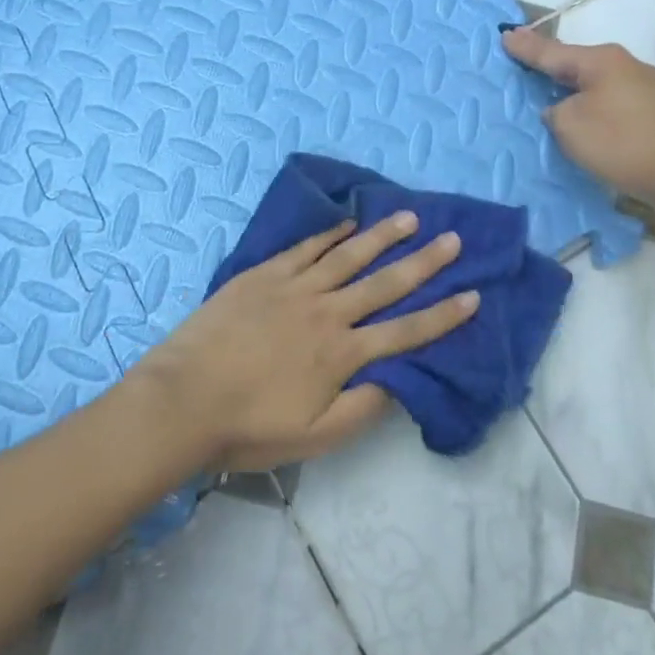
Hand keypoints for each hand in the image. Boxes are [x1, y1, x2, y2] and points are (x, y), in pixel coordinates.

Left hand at [130, 212, 478, 471]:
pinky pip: (306, 248)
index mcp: (342, 354)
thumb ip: (362, 409)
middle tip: (453, 239)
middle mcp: (327, 313)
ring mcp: (294, 288)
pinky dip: (330, 234)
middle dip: (424, 262)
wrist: (183, 399)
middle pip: (385, 283)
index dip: (442, 315)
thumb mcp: (314, 437)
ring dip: (382, 237)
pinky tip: (347, 223)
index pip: (405, 331)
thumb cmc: (248, 427)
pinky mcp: (264, 274)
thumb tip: (401, 380)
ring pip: (349, 255)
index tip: (472, 295)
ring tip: (410, 217)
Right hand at [502, 26, 654, 214]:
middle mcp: (626, 66)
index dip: (525, 48)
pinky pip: (611, 102)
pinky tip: (585, 116)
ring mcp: (645, 89)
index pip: (552, 52)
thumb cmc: (622, 143)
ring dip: (573, 89)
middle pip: (576, 64)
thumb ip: (555, 111)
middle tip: (523, 59)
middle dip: (550, 65)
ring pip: (596, 83)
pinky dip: (593, 106)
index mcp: (602, 61)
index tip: (504, 36)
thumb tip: (562, 108)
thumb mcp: (570, 126)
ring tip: (550, 91)